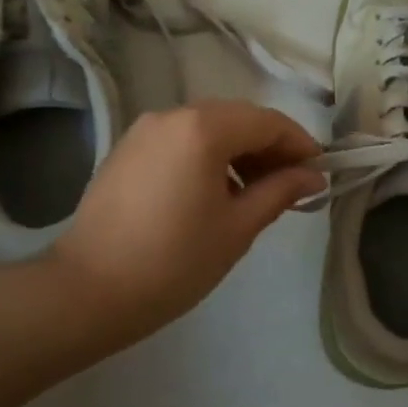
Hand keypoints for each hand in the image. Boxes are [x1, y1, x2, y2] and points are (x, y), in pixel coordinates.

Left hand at [49, 100, 324, 356]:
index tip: (320, 171)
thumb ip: (279, 191)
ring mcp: (144, 129)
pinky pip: (180, 139)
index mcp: (203, 128)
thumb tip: (311, 176)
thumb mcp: (237, 227)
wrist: (88, 291)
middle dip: (269, 146)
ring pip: (208, 126)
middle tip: (291, 183)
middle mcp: (172, 115)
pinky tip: (214, 191)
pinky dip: (207, 155)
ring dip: (238, 150)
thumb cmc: (173, 262)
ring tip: (254, 192)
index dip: (299, 143)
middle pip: (237, 118)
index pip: (267, 122)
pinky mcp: (127, 149)